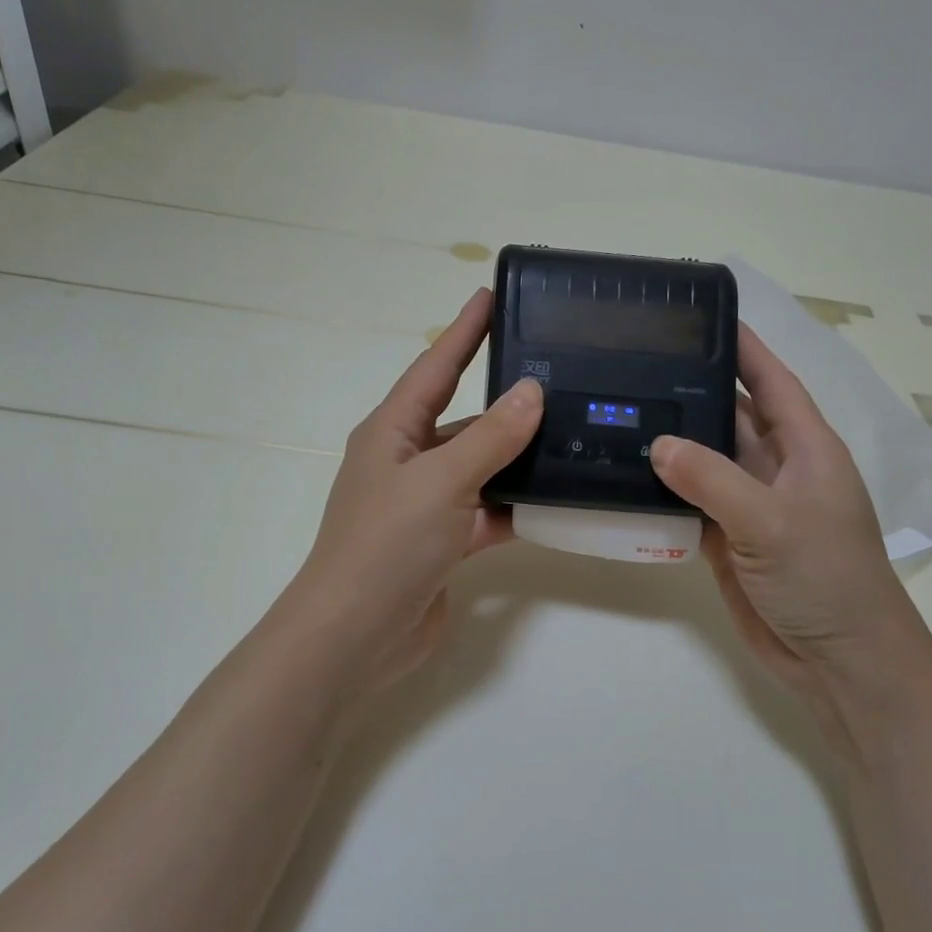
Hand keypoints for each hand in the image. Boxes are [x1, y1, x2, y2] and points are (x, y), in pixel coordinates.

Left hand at [284, 289, 543, 695]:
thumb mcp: (441, 481)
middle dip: (505, 402)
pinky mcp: (443, 545)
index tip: (492, 296)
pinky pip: (487, 514)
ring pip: (481, 470)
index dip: (464, 331)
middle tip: (559, 376)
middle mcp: (407, 462)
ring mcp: (426, 506)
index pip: (435, 367)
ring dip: (517, 459)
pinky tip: (557, 500)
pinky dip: (516, 509)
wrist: (357, 635)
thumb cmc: (387, 544)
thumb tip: (532, 392)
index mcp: (392, 432)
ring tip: (573, 435)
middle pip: (463, 420)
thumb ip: (491, 438)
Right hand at [649, 324, 924, 703]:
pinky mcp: (728, 541)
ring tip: (618, 414)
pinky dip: (664, 493)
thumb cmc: (825, 578)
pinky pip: (691, 504)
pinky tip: (626, 477)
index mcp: (805, 448)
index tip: (702, 316)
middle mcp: (777, 469)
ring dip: (671, 445)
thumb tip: (657, 444)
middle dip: (691, 393)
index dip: (743, 347)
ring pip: (705, 462)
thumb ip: (713, 480)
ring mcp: (750, 507)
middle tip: (635, 366)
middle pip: (730, 418)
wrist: (838, 660)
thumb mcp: (771, 521)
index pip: (771, 381)